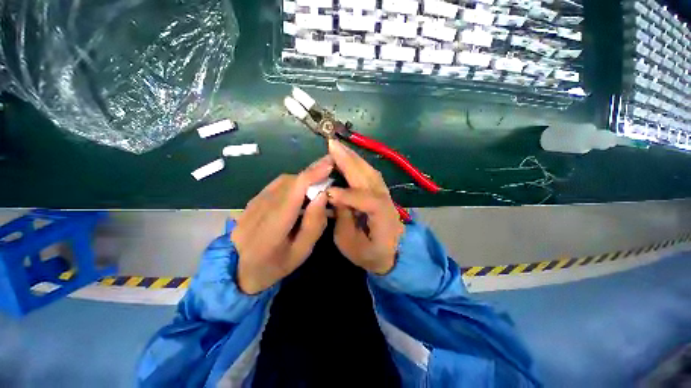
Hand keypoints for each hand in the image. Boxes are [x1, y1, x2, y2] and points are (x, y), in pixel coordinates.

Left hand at [231, 156, 332, 293]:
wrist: (238, 270)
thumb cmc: (274, 266)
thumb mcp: (301, 252)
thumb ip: (313, 224)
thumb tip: (322, 195)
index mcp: (271, 227)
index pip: (293, 190)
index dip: (312, 174)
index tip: (330, 163)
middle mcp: (259, 209)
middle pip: (290, 181)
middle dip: (313, 174)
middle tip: (330, 174)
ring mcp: (253, 203)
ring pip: (284, 180)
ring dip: (304, 178)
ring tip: (319, 182)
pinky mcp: (253, 200)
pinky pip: (277, 185)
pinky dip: (294, 183)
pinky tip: (302, 191)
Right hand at [327, 139, 404, 274]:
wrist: (391, 253)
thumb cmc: (369, 253)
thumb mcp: (351, 244)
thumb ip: (343, 219)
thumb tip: (334, 196)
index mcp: (383, 219)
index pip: (368, 201)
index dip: (348, 195)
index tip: (328, 192)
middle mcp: (387, 201)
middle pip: (369, 178)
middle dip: (349, 161)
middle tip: (331, 145)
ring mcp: (386, 194)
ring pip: (370, 171)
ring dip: (353, 158)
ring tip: (338, 147)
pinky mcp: (382, 191)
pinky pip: (370, 173)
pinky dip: (359, 163)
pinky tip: (349, 156)